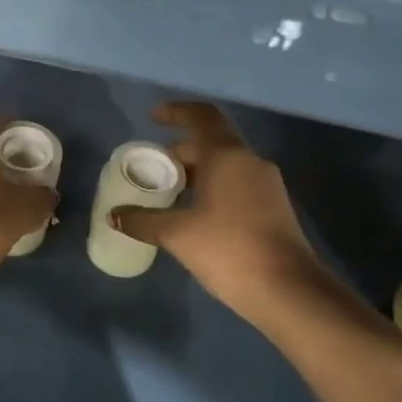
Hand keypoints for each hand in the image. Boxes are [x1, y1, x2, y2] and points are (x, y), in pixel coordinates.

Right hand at [112, 102, 328, 324]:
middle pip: (211, 143)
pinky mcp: (274, 208)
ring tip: (169, 194)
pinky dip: (213, 189)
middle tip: (152, 170)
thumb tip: (114, 215)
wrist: (287, 290)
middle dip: (180, 152)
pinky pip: (237, 185)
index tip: (153, 118)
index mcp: (227, 156)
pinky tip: (195, 215)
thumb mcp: (178, 234)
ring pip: (225, 166)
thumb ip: (143, 220)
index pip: (201, 116)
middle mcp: (250, 162)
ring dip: (197, 173)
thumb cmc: (228, 249)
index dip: (176, 111)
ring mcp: (266, 185)